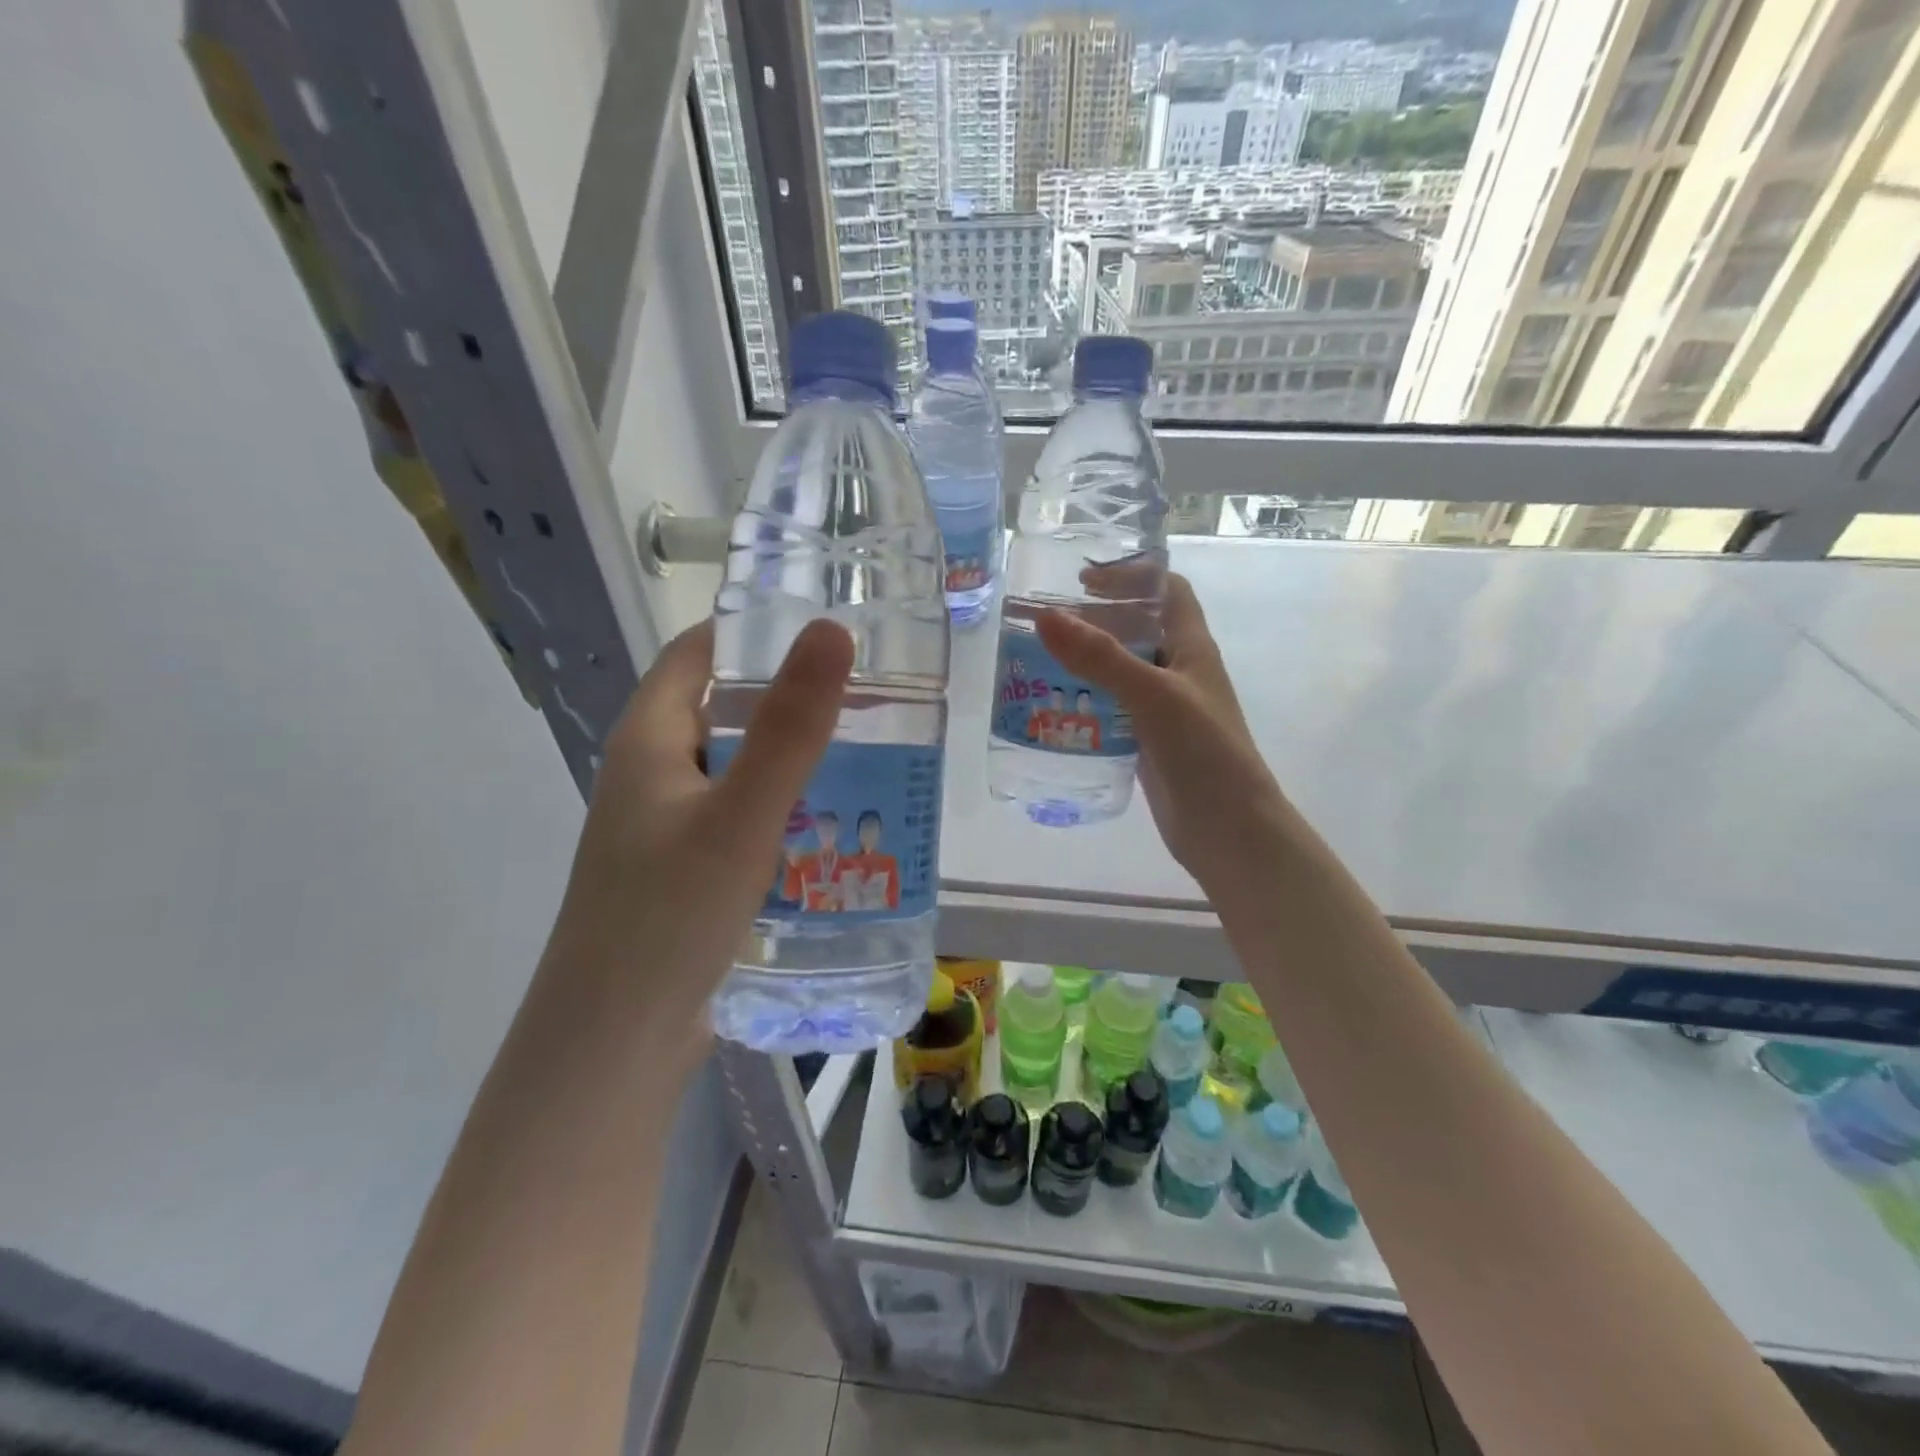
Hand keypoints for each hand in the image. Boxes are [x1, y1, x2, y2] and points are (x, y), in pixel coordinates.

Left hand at [543, 619, 853, 1060]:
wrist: (614, 1043)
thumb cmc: (668, 915)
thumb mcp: (740, 815)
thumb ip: (791, 726)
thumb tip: (830, 630)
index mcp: (649, 739)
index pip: (698, 653)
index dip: (754, 631)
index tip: (826, 627)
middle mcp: (653, 773)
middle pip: (725, 710)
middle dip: (791, 697)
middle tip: (869, 693)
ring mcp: (667, 826)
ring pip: (739, 768)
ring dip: (794, 758)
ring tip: (870, 753)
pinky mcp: (686, 871)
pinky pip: (742, 818)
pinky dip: (785, 809)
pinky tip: (834, 827)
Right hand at [1036, 573, 1283, 890]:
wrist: (1228, 829)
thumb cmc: (1203, 752)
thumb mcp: (1152, 696)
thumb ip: (1100, 657)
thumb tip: (1045, 616)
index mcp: (1191, 647)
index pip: (1168, 591)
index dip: (1132, 575)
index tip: (1084, 579)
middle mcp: (1179, 672)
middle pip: (1138, 629)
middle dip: (1096, 621)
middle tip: (1047, 625)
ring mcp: (1164, 709)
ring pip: (1122, 672)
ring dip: (1087, 663)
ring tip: (1038, 664)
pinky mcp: (1149, 742)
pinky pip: (1114, 709)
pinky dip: (1088, 701)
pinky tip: (1056, 709)